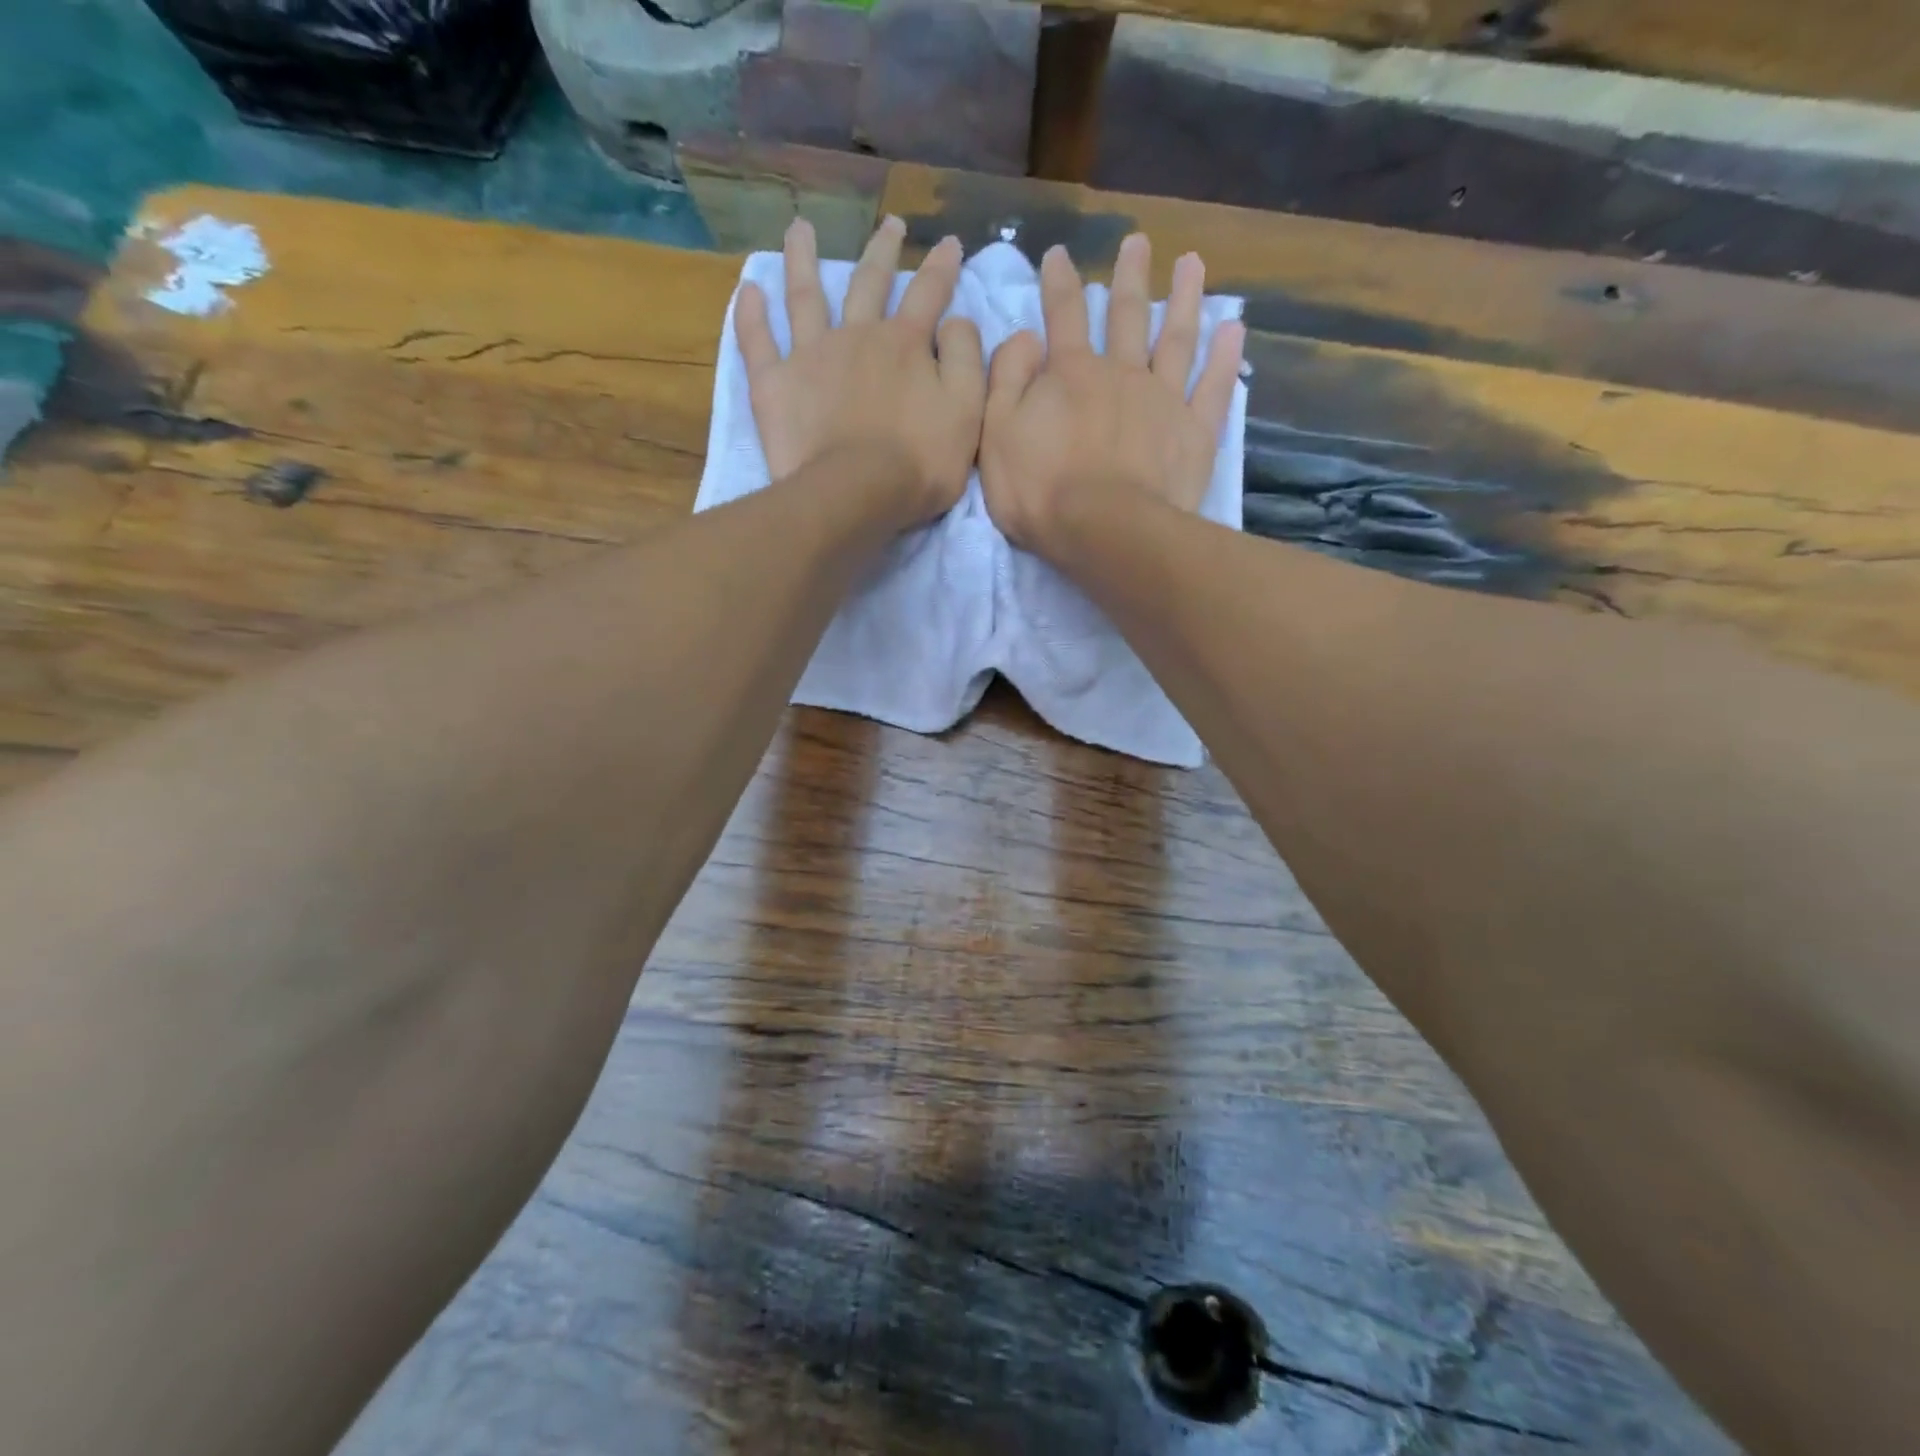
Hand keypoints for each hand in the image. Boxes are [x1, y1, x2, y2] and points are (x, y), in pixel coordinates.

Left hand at [736, 215, 985, 526]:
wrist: (856, 493)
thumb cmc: (919, 463)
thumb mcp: (966, 413)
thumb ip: (967, 360)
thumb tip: (956, 322)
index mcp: (905, 345)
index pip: (929, 294)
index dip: (942, 267)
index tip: (949, 243)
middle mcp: (857, 336)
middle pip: (869, 282)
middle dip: (883, 251)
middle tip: (890, 224)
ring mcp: (811, 356)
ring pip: (805, 295)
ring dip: (802, 258)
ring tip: (799, 227)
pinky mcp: (775, 384)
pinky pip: (758, 342)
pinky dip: (751, 315)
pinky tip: (749, 290)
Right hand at [978, 233, 1243, 552]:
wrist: (1104, 532)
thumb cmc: (1041, 492)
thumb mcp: (997, 435)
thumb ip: (1006, 380)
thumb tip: (1024, 338)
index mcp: (1071, 374)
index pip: (1063, 316)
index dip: (1058, 283)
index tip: (1058, 254)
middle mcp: (1122, 373)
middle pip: (1127, 315)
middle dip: (1129, 277)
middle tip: (1138, 242)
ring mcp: (1163, 400)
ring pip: (1177, 338)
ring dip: (1185, 299)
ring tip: (1193, 264)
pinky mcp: (1194, 433)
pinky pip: (1213, 386)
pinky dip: (1225, 357)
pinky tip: (1234, 329)